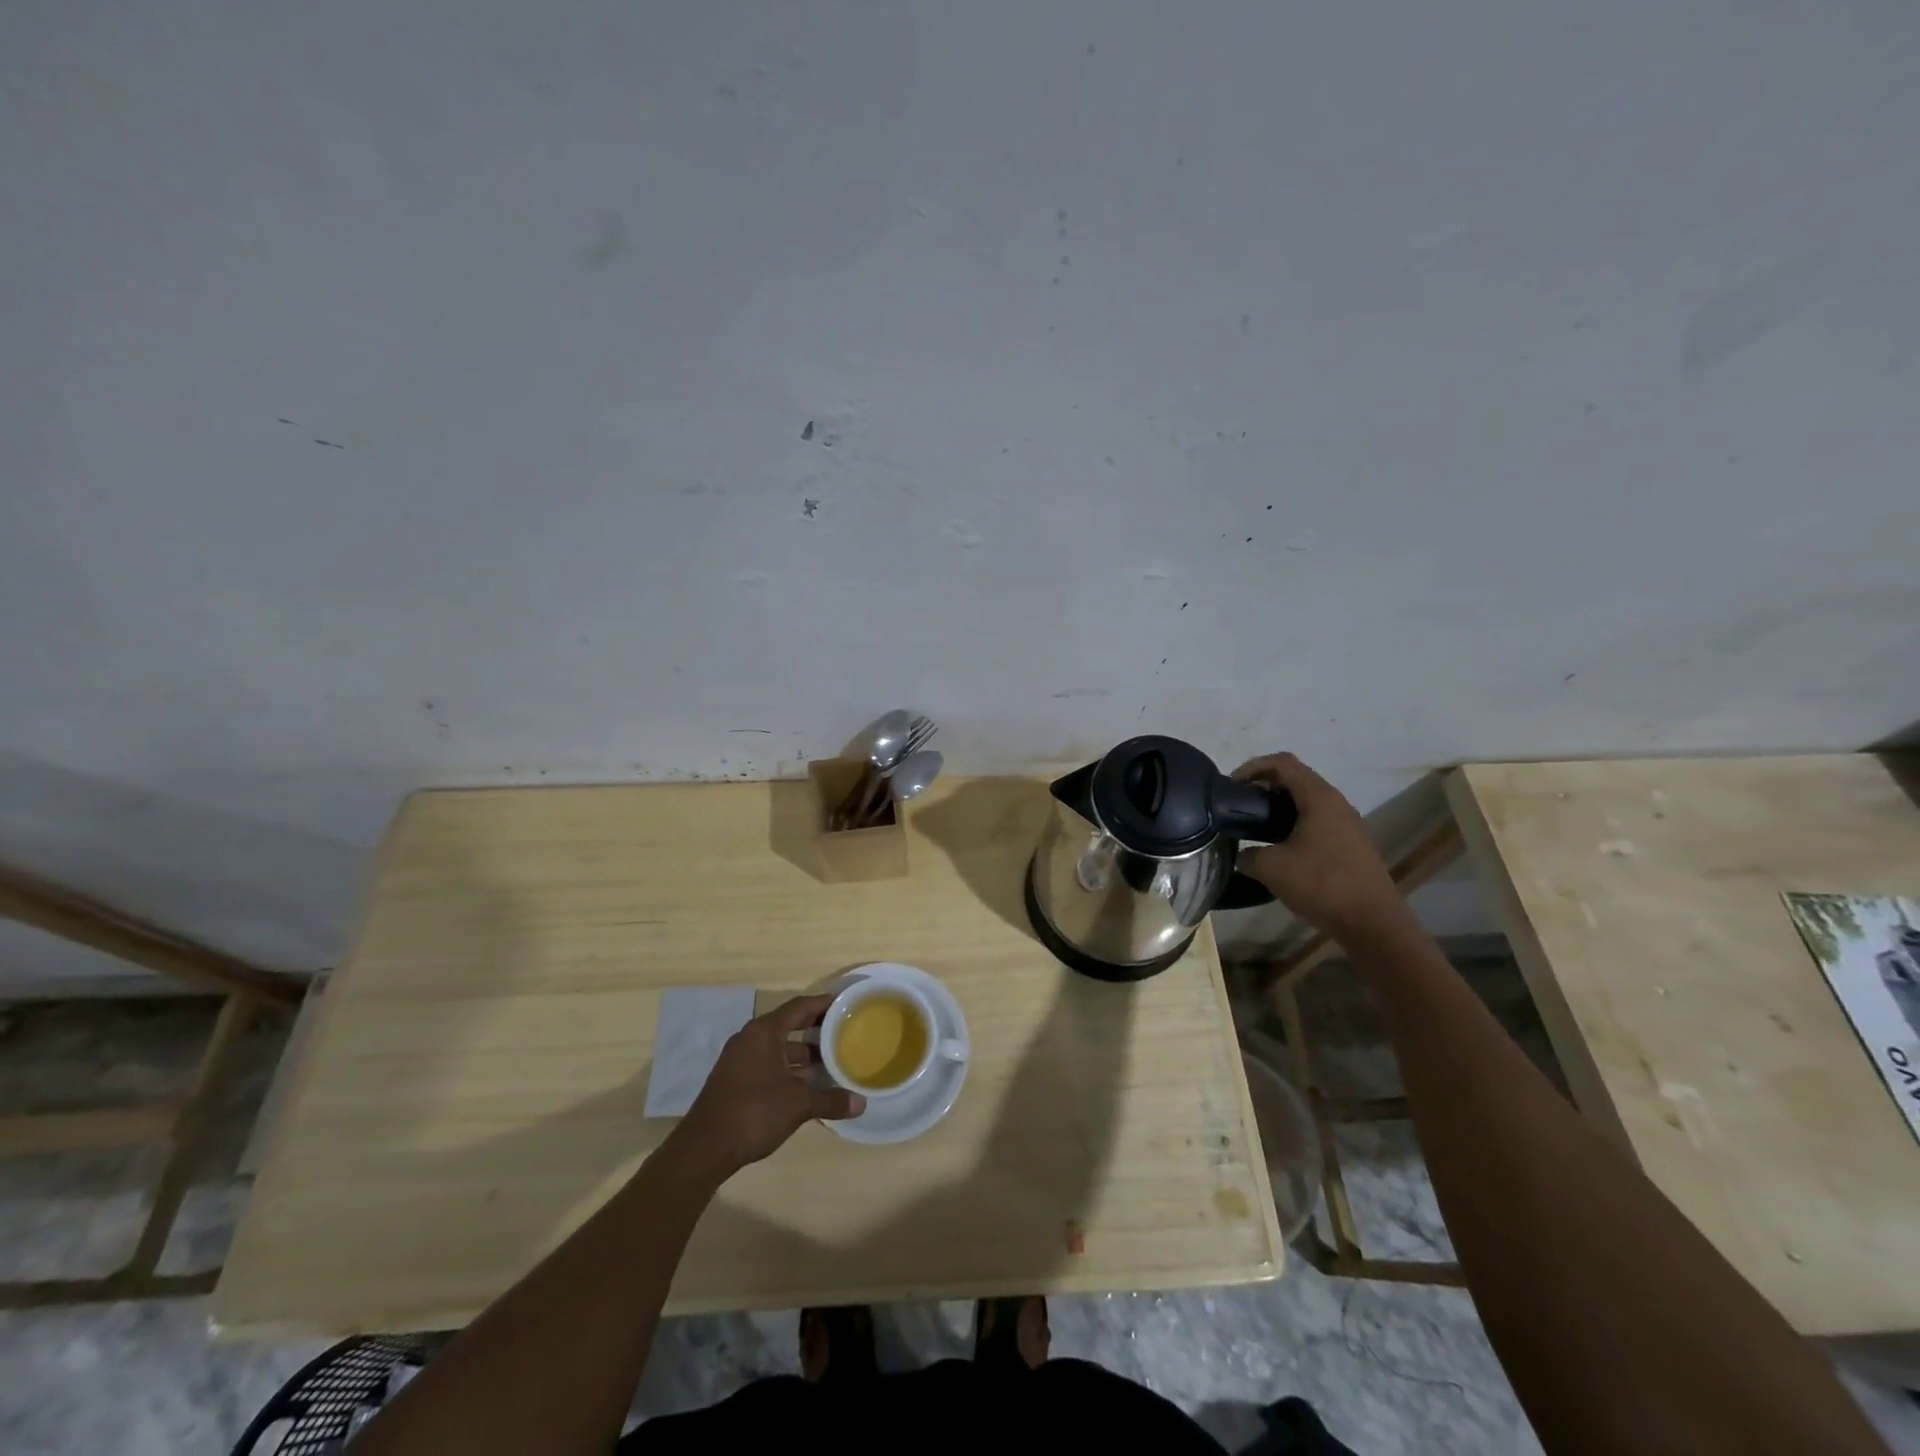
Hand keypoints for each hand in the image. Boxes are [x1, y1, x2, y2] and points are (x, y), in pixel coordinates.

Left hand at [671, 995, 864, 1179]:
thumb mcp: (798, 1104)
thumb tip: (860, 1103)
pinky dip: (787, 1068)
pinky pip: (767, 1063)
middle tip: (842, 1032)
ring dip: (801, 1053)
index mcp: (764, 1032)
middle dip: (815, 1029)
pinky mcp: (733, 1079)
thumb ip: (830, 1100)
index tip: (844, 1004)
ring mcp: (738, 1059)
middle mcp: (750, 1038)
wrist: (704, 1149)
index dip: (823, 1004)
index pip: (799, 1007)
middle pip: (788, 1024)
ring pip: (777, 1047)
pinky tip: (804, 1084)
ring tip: (829, 1061)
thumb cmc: (754, 1112)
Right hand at [1233, 753, 1408, 944]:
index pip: (1283, 763)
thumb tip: (1241, 854)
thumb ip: (1248, 855)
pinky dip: (1293, 824)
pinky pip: (1317, 821)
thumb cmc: (1322, 884)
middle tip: (1239, 807)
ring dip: (1278, 808)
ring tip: (1254, 828)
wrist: (1373, 923)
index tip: (1231, 787)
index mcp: (1319, 798)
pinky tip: (1279, 849)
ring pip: (1306, 802)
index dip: (1253, 767)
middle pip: (1295, 779)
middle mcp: (1336, 803)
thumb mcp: (1271, 868)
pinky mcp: (1350, 845)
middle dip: (1263, 787)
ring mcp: (1347, 824)